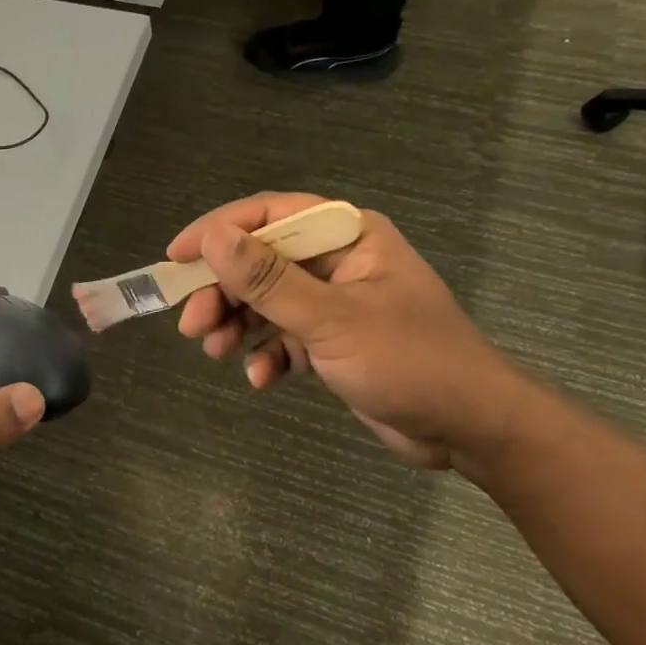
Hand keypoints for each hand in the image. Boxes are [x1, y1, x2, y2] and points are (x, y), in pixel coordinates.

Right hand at [170, 193, 524, 469]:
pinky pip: (284, 338)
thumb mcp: (332, 319)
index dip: (218, 231)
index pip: (270, 215)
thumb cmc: (410, 362)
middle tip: (193, 326)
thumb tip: (213, 238)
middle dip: (224, 293)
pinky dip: (267, 355)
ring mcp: (335, 303)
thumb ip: (269, 280)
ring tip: (217, 351)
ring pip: (267, 302)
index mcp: (348, 236)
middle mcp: (338, 262)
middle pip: (261, 262)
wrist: (469, 429)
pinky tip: (261, 378)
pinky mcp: (333, 341)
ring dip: (238, 325)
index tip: (176, 258)